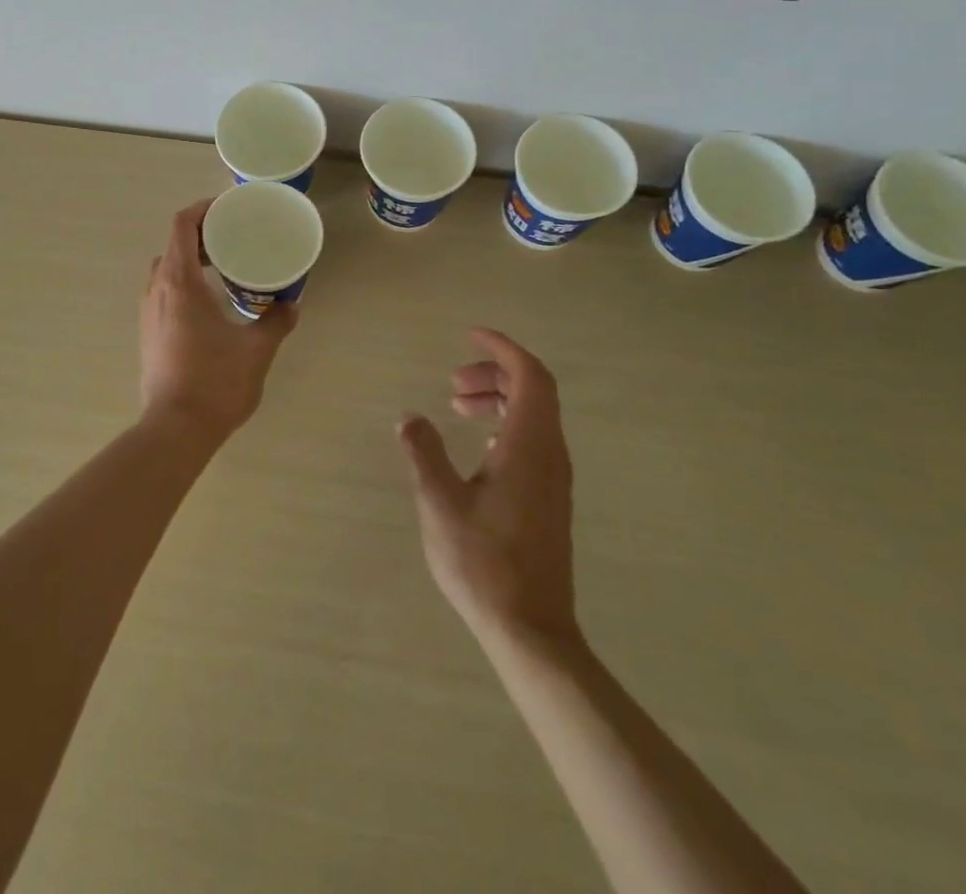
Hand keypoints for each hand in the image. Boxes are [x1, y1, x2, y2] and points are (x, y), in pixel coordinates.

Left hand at [140, 200, 298, 444]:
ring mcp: (148, 312)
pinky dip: (184, 284)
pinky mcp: (148, 333)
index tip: (228, 209)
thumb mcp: (256, 349)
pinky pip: (164, 293)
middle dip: (202, 235)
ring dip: (192, 261)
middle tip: (234, 239)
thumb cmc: (216, 381)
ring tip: (225, 269)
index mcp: (180, 281)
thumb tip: (291, 305)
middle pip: (174, 244)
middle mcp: (157, 289)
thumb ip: (276, 321)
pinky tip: (210, 305)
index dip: (203, 209)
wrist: (175, 429)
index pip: (182, 225)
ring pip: (166, 270)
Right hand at [398, 328, 580, 653]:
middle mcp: (550, 454)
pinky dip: (506, 425)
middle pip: (534, 391)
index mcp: (529, 445)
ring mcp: (555, 479)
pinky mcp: (550, 500)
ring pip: (535, 416)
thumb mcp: (440, 502)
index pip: (529, 375)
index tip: (470, 335)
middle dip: (494, 373)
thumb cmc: (484, 562)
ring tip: (458, 407)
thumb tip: (410, 419)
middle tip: (453, 383)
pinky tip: (478, 447)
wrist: (531, 631)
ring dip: (499, 400)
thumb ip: (424, 452)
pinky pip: (534, 441)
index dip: (502, 348)